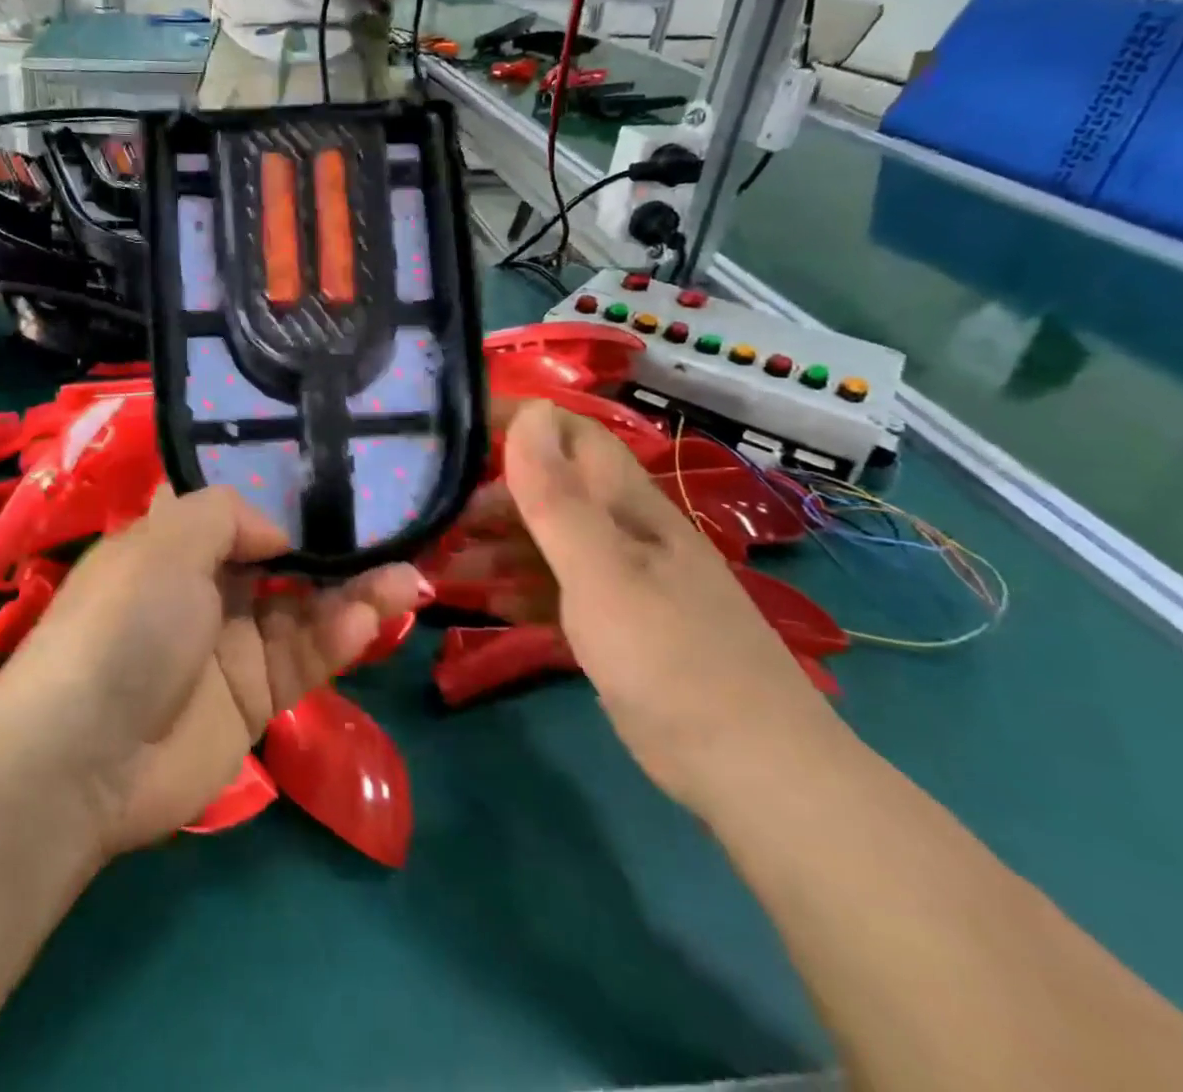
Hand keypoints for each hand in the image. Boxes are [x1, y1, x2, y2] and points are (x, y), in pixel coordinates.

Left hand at [0, 487, 426, 856]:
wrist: (86, 756)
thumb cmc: (124, 625)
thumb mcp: (167, 542)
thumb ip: (227, 515)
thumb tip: (276, 533)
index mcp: (173, 547)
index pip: (235, 513)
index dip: (282, 498)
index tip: (334, 481)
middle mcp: (205, 591)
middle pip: (283, 562)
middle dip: (335, 548)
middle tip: (393, 533)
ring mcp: (232, 647)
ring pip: (306, 610)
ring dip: (356, 593)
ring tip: (408, 578)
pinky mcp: (256, 700)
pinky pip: (306, 659)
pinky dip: (340, 637)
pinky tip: (371, 617)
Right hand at [447, 400, 850, 817]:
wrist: (750, 772)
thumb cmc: (670, 658)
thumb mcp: (603, 571)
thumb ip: (559, 497)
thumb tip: (530, 411)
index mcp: (627, 505)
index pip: (569, 435)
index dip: (517, 419)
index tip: (453, 426)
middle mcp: (622, 532)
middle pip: (548, 490)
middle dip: (489, 493)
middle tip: (431, 512)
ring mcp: (618, 581)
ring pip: (543, 543)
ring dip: (492, 546)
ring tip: (438, 562)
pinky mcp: (613, 627)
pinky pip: (551, 591)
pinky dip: (513, 591)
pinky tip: (477, 604)